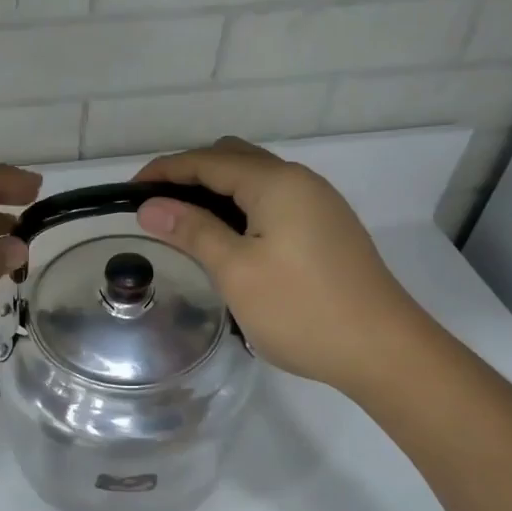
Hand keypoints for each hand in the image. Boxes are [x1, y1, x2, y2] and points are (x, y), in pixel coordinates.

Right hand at [134, 138, 425, 394]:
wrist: (384, 351)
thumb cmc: (302, 310)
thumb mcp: (236, 271)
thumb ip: (192, 231)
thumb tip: (150, 206)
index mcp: (276, 183)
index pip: (208, 161)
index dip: (164, 171)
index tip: (127, 193)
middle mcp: (300, 181)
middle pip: (234, 159)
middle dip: (189, 175)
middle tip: (156, 208)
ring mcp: (319, 204)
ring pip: (255, 182)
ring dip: (216, 193)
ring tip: (184, 224)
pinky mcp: (327, 229)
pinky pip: (273, 202)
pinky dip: (241, 209)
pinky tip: (228, 240)